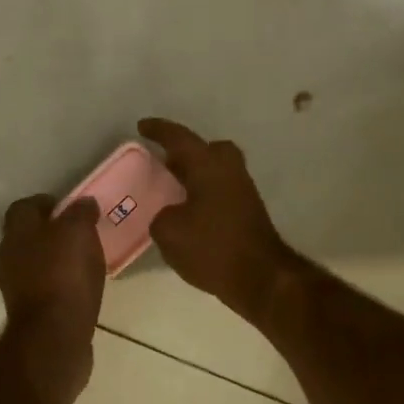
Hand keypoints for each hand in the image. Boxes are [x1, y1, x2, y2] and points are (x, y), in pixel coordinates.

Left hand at [0, 195, 105, 351]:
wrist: (53, 336)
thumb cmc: (64, 275)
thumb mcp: (78, 232)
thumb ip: (80, 213)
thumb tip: (84, 203)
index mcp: (17, 231)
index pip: (24, 206)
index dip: (47, 203)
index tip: (71, 208)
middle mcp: (9, 255)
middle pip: (28, 234)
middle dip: (52, 231)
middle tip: (81, 232)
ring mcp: (15, 285)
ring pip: (35, 261)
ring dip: (56, 258)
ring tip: (85, 260)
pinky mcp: (28, 311)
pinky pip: (44, 286)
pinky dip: (59, 282)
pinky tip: (80, 286)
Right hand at [138, 118, 297, 320]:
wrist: (261, 277)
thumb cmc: (212, 247)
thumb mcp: (169, 232)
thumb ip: (161, 215)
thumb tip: (170, 214)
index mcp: (208, 165)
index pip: (179, 138)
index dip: (159, 130)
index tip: (142, 126)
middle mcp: (229, 169)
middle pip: (206, 149)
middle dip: (185, 153)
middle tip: (164, 162)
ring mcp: (243, 190)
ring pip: (215, 170)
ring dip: (195, 174)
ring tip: (171, 189)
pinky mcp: (248, 211)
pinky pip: (220, 189)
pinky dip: (203, 193)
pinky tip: (188, 212)